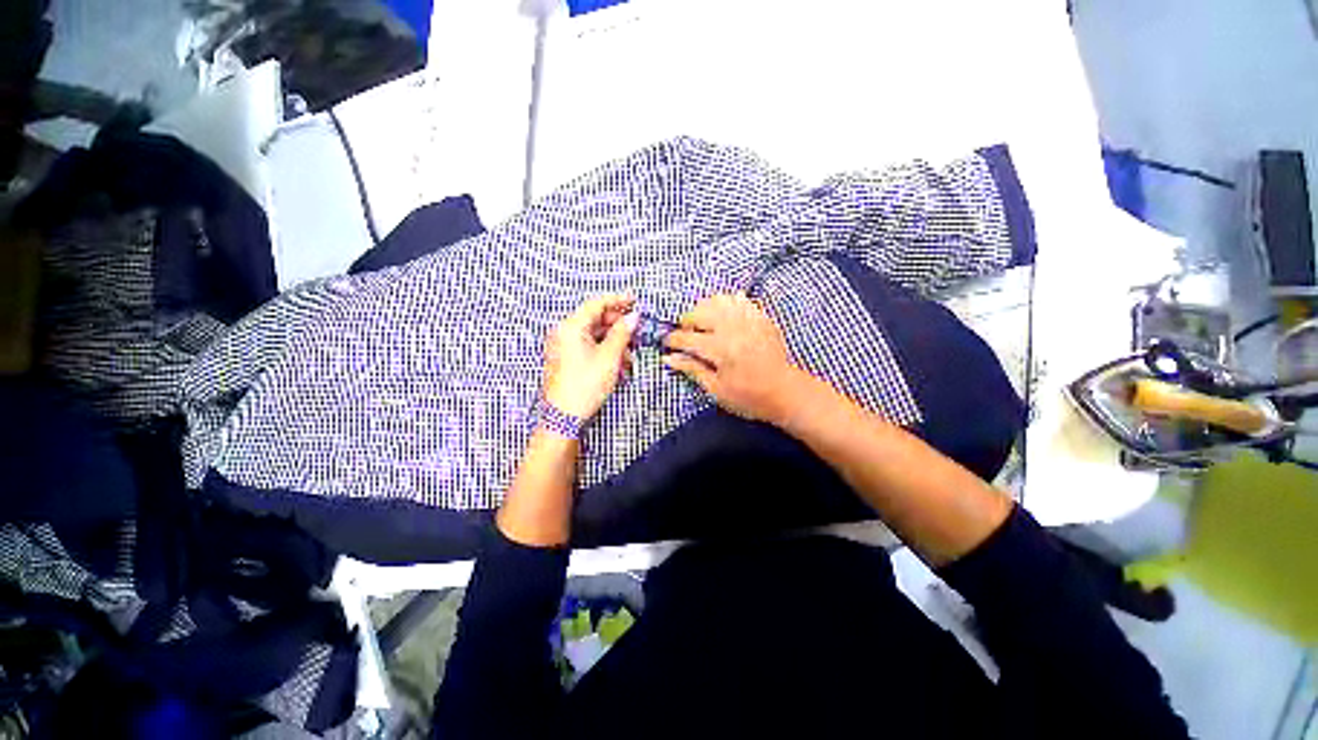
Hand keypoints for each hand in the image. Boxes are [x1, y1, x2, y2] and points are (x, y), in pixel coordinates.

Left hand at [542, 295, 637, 419]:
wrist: (564, 417)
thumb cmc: (585, 385)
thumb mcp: (610, 357)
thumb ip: (622, 332)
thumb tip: (633, 316)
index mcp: (570, 326)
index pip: (596, 303)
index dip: (618, 300)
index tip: (634, 300)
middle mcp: (563, 332)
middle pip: (596, 319)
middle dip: (618, 327)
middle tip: (636, 333)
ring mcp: (563, 346)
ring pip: (594, 335)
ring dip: (614, 343)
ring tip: (629, 358)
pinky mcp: (566, 359)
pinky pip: (588, 347)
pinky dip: (604, 351)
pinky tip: (618, 365)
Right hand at [662, 293, 804, 423]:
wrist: (786, 392)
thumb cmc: (749, 397)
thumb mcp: (716, 390)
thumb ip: (692, 369)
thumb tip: (668, 358)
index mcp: (720, 349)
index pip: (687, 338)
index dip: (672, 341)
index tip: (666, 345)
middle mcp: (733, 328)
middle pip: (699, 312)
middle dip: (686, 322)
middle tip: (686, 337)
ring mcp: (749, 319)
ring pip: (718, 300)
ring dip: (704, 309)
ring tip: (703, 325)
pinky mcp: (761, 317)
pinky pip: (739, 299)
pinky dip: (726, 304)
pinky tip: (724, 317)